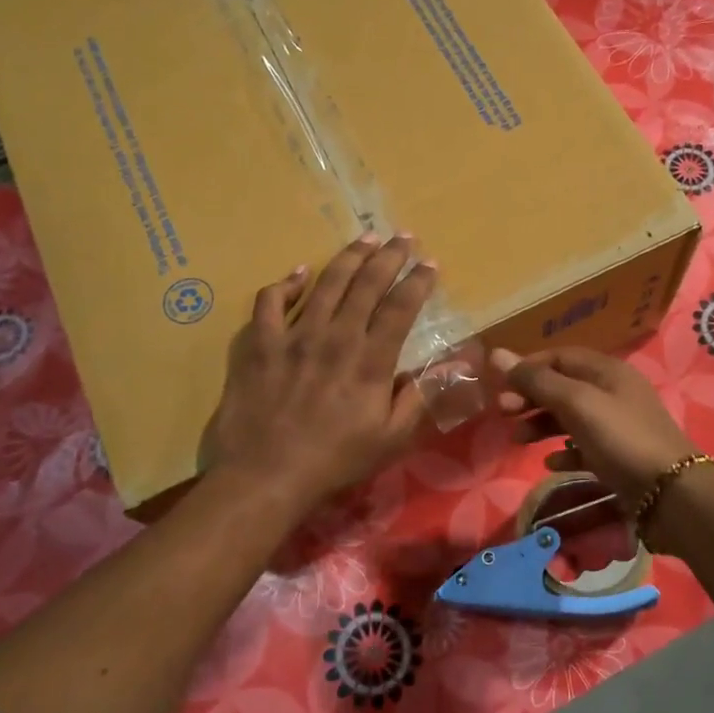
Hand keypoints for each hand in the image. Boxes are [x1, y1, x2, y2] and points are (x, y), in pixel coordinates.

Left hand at [203, 234, 437, 518]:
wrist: (265, 475)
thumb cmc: (335, 460)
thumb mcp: (392, 438)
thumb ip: (422, 396)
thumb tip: (455, 364)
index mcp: (370, 360)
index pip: (400, 308)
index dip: (418, 282)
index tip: (430, 263)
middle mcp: (335, 337)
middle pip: (366, 284)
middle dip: (389, 256)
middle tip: (403, 237)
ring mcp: (293, 336)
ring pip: (325, 283)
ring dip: (348, 257)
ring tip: (365, 239)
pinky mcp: (259, 343)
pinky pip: (270, 301)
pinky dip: (286, 283)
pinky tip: (299, 273)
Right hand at [491, 346, 698, 508]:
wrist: (672, 494)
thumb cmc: (622, 439)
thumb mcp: (577, 404)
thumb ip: (537, 381)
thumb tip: (496, 355)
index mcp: (607, 371)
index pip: (560, 356)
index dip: (528, 367)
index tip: (499, 385)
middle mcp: (613, 392)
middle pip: (563, 386)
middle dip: (531, 396)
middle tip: (502, 413)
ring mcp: (618, 426)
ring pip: (571, 417)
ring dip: (541, 424)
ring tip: (517, 439)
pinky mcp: (619, 457)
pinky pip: (584, 447)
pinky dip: (564, 452)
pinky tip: (550, 463)